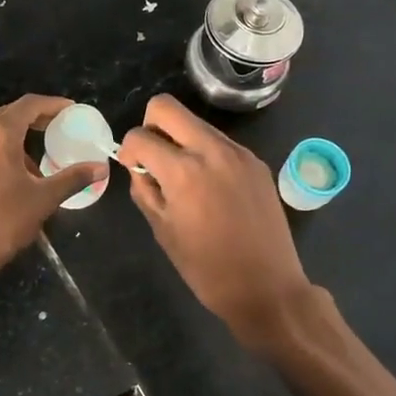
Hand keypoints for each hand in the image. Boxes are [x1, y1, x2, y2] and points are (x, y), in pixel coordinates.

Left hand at [0, 94, 107, 322]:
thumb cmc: (1, 222)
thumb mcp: (43, 200)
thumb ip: (73, 178)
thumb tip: (100, 168)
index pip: (30, 104)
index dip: (53, 105)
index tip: (69, 111)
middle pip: (7, 116)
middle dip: (32, 124)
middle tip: (53, 135)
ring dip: (8, 143)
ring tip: (26, 168)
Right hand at [117, 95, 312, 347]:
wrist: (268, 288)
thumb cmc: (208, 269)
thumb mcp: (163, 231)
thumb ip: (145, 191)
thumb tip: (140, 169)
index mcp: (183, 171)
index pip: (140, 136)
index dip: (128, 150)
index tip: (133, 169)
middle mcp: (212, 151)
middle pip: (167, 107)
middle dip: (150, 125)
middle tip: (152, 157)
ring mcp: (239, 153)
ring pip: (196, 122)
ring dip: (180, 139)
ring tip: (183, 178)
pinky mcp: (256, 162)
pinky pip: (220, 142)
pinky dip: (205, 153)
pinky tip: (210, 188)